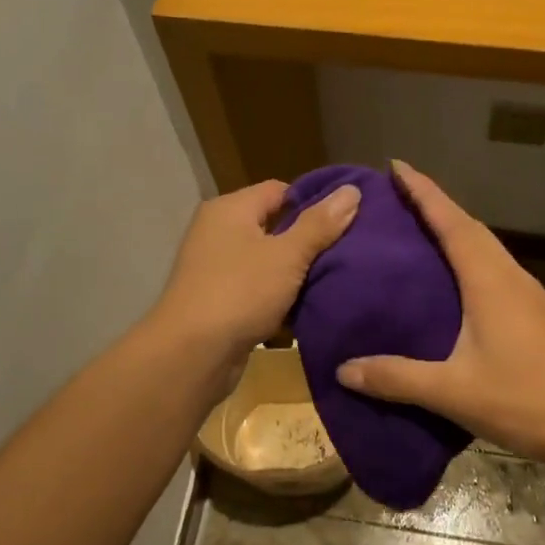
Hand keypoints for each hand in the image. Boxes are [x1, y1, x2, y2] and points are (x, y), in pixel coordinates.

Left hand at [150, 177, 359, 366]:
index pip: (280, 190)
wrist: (192, 354)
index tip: (348, 219)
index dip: (314, 201)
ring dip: (296, 272)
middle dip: (309, 239)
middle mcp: (218, 232)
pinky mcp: (219, 301)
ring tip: (336, 278)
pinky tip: (308, 306)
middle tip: (349, 250)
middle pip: (274, 225)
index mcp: (230, 209)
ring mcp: (216, 268)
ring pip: (268, 261)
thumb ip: (320, 224)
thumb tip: (351, 190)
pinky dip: (279, 296)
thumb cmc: (240, 292)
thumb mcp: (287, 255)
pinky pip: (258, 289)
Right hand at [336, 162, 544, 464]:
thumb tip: (344, 370)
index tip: (397, 167)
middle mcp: (510, 277)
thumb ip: (396, 378)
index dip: (425, 192)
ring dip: (455, 229)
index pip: (453, 223)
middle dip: (437, 205)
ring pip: (487, 247)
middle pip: (471, 227)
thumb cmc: (522, 400)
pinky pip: (495, 267)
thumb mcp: (452, 391)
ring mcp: (528, 294)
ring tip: (420, 230)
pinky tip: (455, 279)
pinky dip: (470, 256)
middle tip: (400, 196)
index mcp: (490, 282)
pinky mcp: (535, 313)